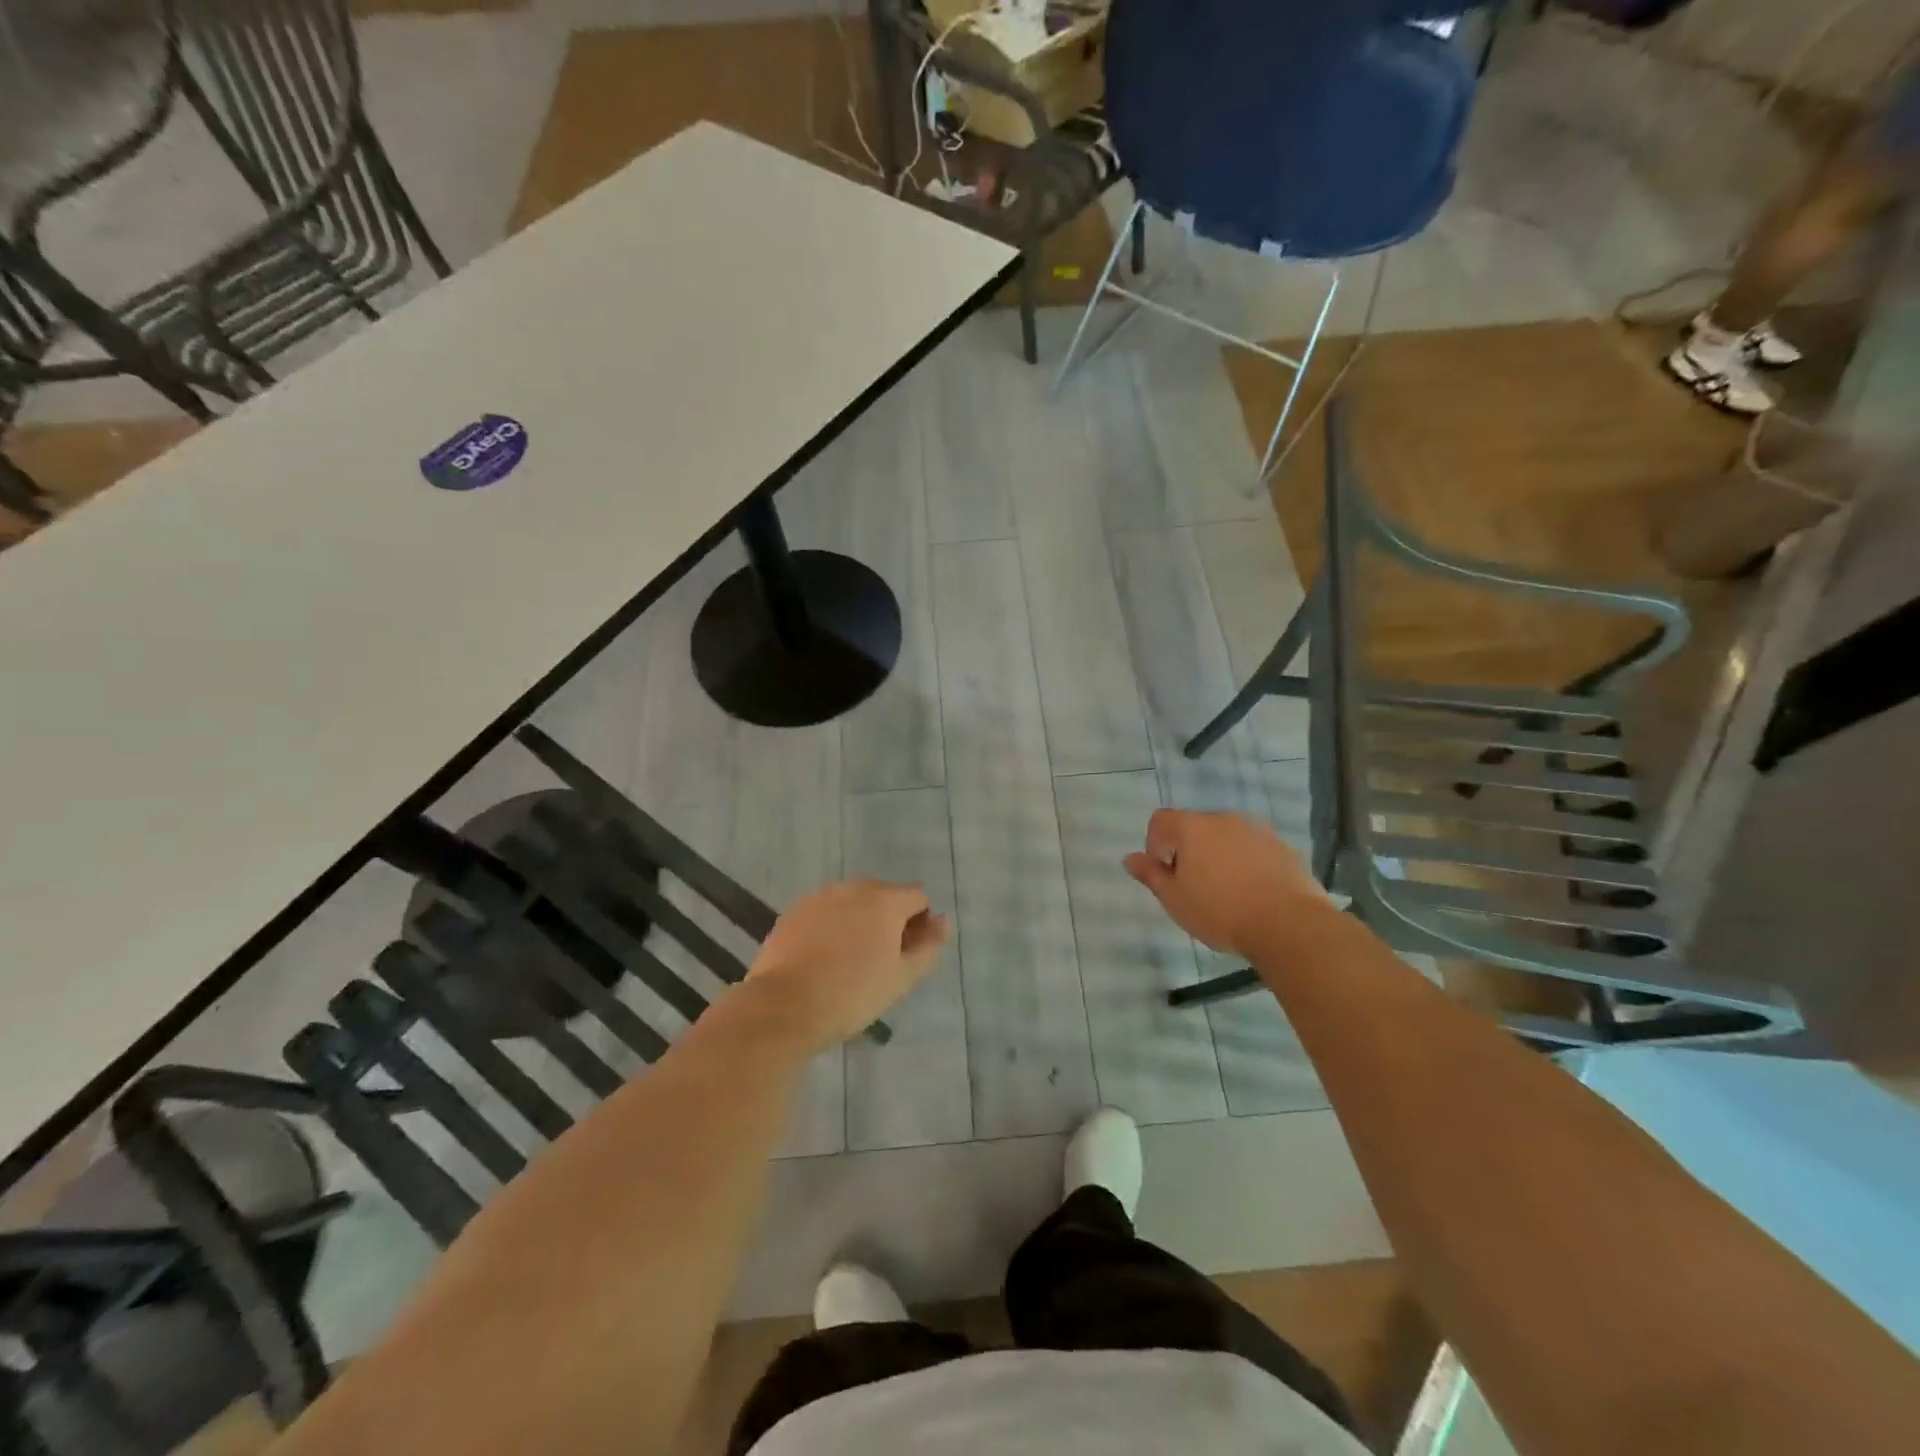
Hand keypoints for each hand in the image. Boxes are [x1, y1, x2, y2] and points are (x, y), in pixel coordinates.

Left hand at [745, 880, 949, 1050]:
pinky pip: (825, 912)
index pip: (918, 897)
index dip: (920, 924)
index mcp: (886, 900)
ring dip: (859, 921)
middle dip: (889, 920)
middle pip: (884, 895)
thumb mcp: (901, 977)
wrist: (783, 1007)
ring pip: (852, 902)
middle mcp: (854, 887)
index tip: (907, 956)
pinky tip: (822, 959)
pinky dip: (831, 927)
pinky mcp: (794, 911)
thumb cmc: (852, 994)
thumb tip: (942, 921)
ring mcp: (820, 896)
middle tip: (880, 961)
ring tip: (849, 961)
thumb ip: (928, 946)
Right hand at [1124, 808, 1324, 958]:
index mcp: (1192, 827)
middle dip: (1189, 851)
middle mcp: (1224, 819)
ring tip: (1226, 892)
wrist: (1288, 924)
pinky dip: (1247, 863)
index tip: (1165, 873)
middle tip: (1194, 887)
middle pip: (1195, 827)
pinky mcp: (1283, 847)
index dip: (1155, 843)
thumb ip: (1151, 875)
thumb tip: (1130, 859)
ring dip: (1219, 856)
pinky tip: (1252, 893)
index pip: (1161, 820)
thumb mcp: (1175, 899)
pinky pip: (1254, 849)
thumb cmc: (1220, 911)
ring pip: (1227, 837)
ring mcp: (1257, 830)